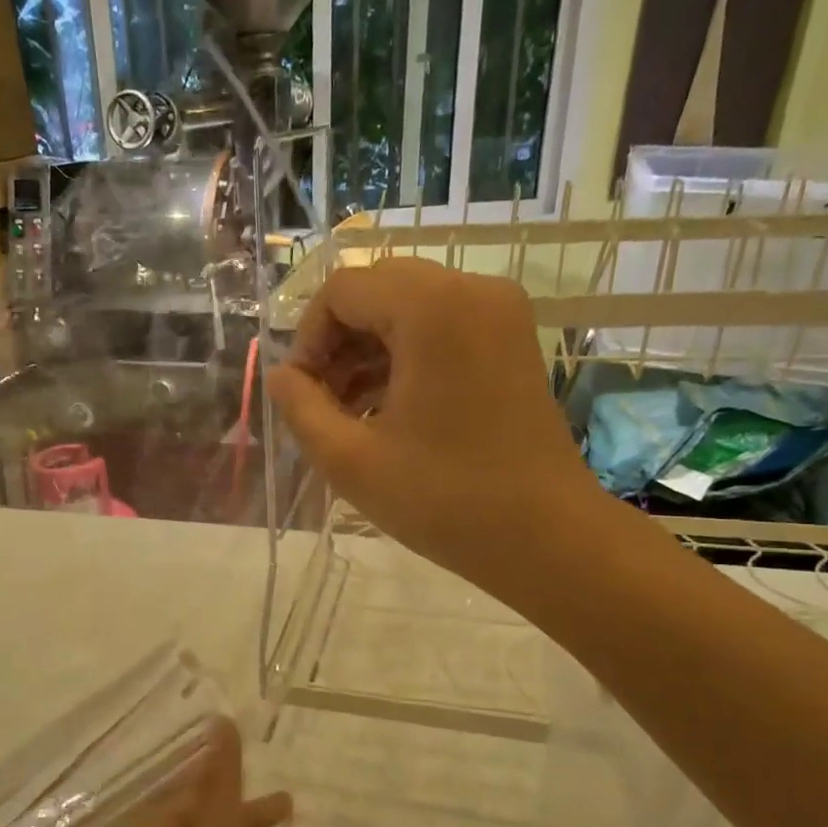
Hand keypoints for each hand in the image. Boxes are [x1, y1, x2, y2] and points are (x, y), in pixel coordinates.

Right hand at [265, 257, 600, 601]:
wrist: (546, 537)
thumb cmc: (444, 499)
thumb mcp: (350, 460)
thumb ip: (300, 408)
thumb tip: (281, 376)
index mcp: (432, 309)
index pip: (343, 289)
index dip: (308, 338)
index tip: (303, 395)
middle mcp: (472, 291)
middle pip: (377, 289)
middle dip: (338, 341)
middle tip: (325, 402)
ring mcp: (500, 314)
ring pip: (408, 306)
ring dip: (369, 350)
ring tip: (351, 414)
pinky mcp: (512, 341)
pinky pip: (441, 326)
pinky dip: (405, 356)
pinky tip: (389, 409)